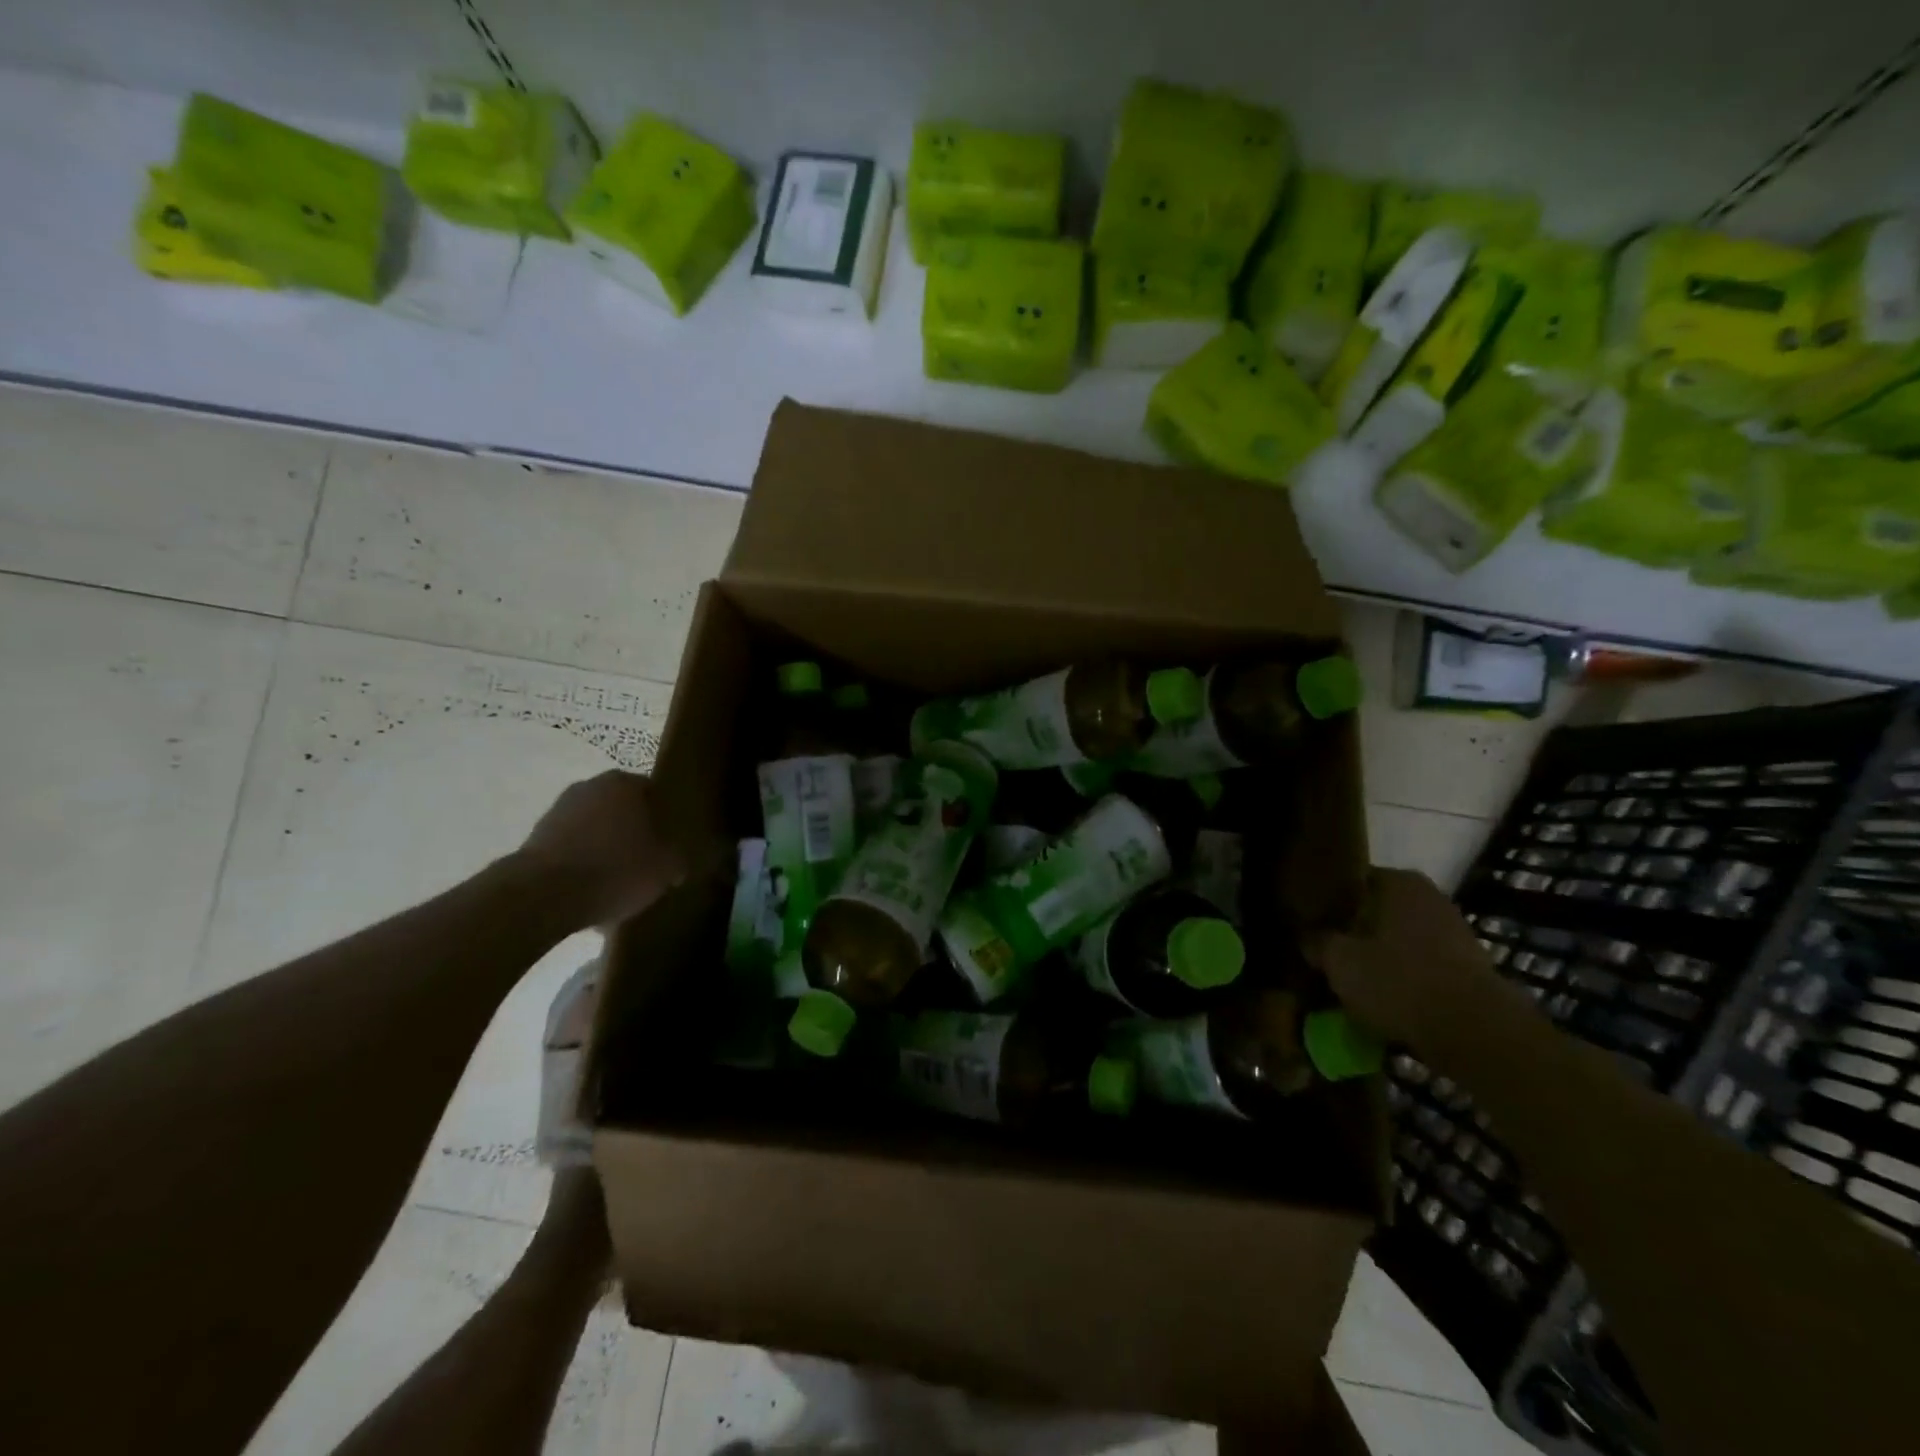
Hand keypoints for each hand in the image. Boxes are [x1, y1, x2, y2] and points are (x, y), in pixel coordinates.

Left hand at [517, 771, 685, 928]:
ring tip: (619, 884)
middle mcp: (590, 786)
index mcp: (625, 783)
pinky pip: (572, 851)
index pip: (655, 793)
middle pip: (623, 811)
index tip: (673, 843)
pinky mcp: (535, 839)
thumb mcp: (665, 868)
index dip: (667, 819)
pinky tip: (592, 894)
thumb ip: (678, 858)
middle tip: (649, 862)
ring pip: (596, 831)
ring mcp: (558, 811)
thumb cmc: (615, 869)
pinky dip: (582, 867)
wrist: (543, 896)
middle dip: (635, 834)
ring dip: (606, 851)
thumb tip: (678, 861)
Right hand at [1301, 868, 1502, 1045]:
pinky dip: (1404, 980)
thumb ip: (1317, 943)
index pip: (1351, 881)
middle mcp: (1430, 897)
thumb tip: (1308, 938)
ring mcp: (1456, 933)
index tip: (1311, 924)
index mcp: (1398, 881)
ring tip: (1353, 983)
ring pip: (1400, 941)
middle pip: (1377, 912)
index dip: (1328, 903)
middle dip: (1355, 932)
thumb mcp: (1339, 962)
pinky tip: (1385, 1002)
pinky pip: (1422, 968)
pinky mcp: (1471, 969)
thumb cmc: (1399, 981)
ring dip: (1380, 958)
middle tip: (1328, 955)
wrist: (1477, 1033)